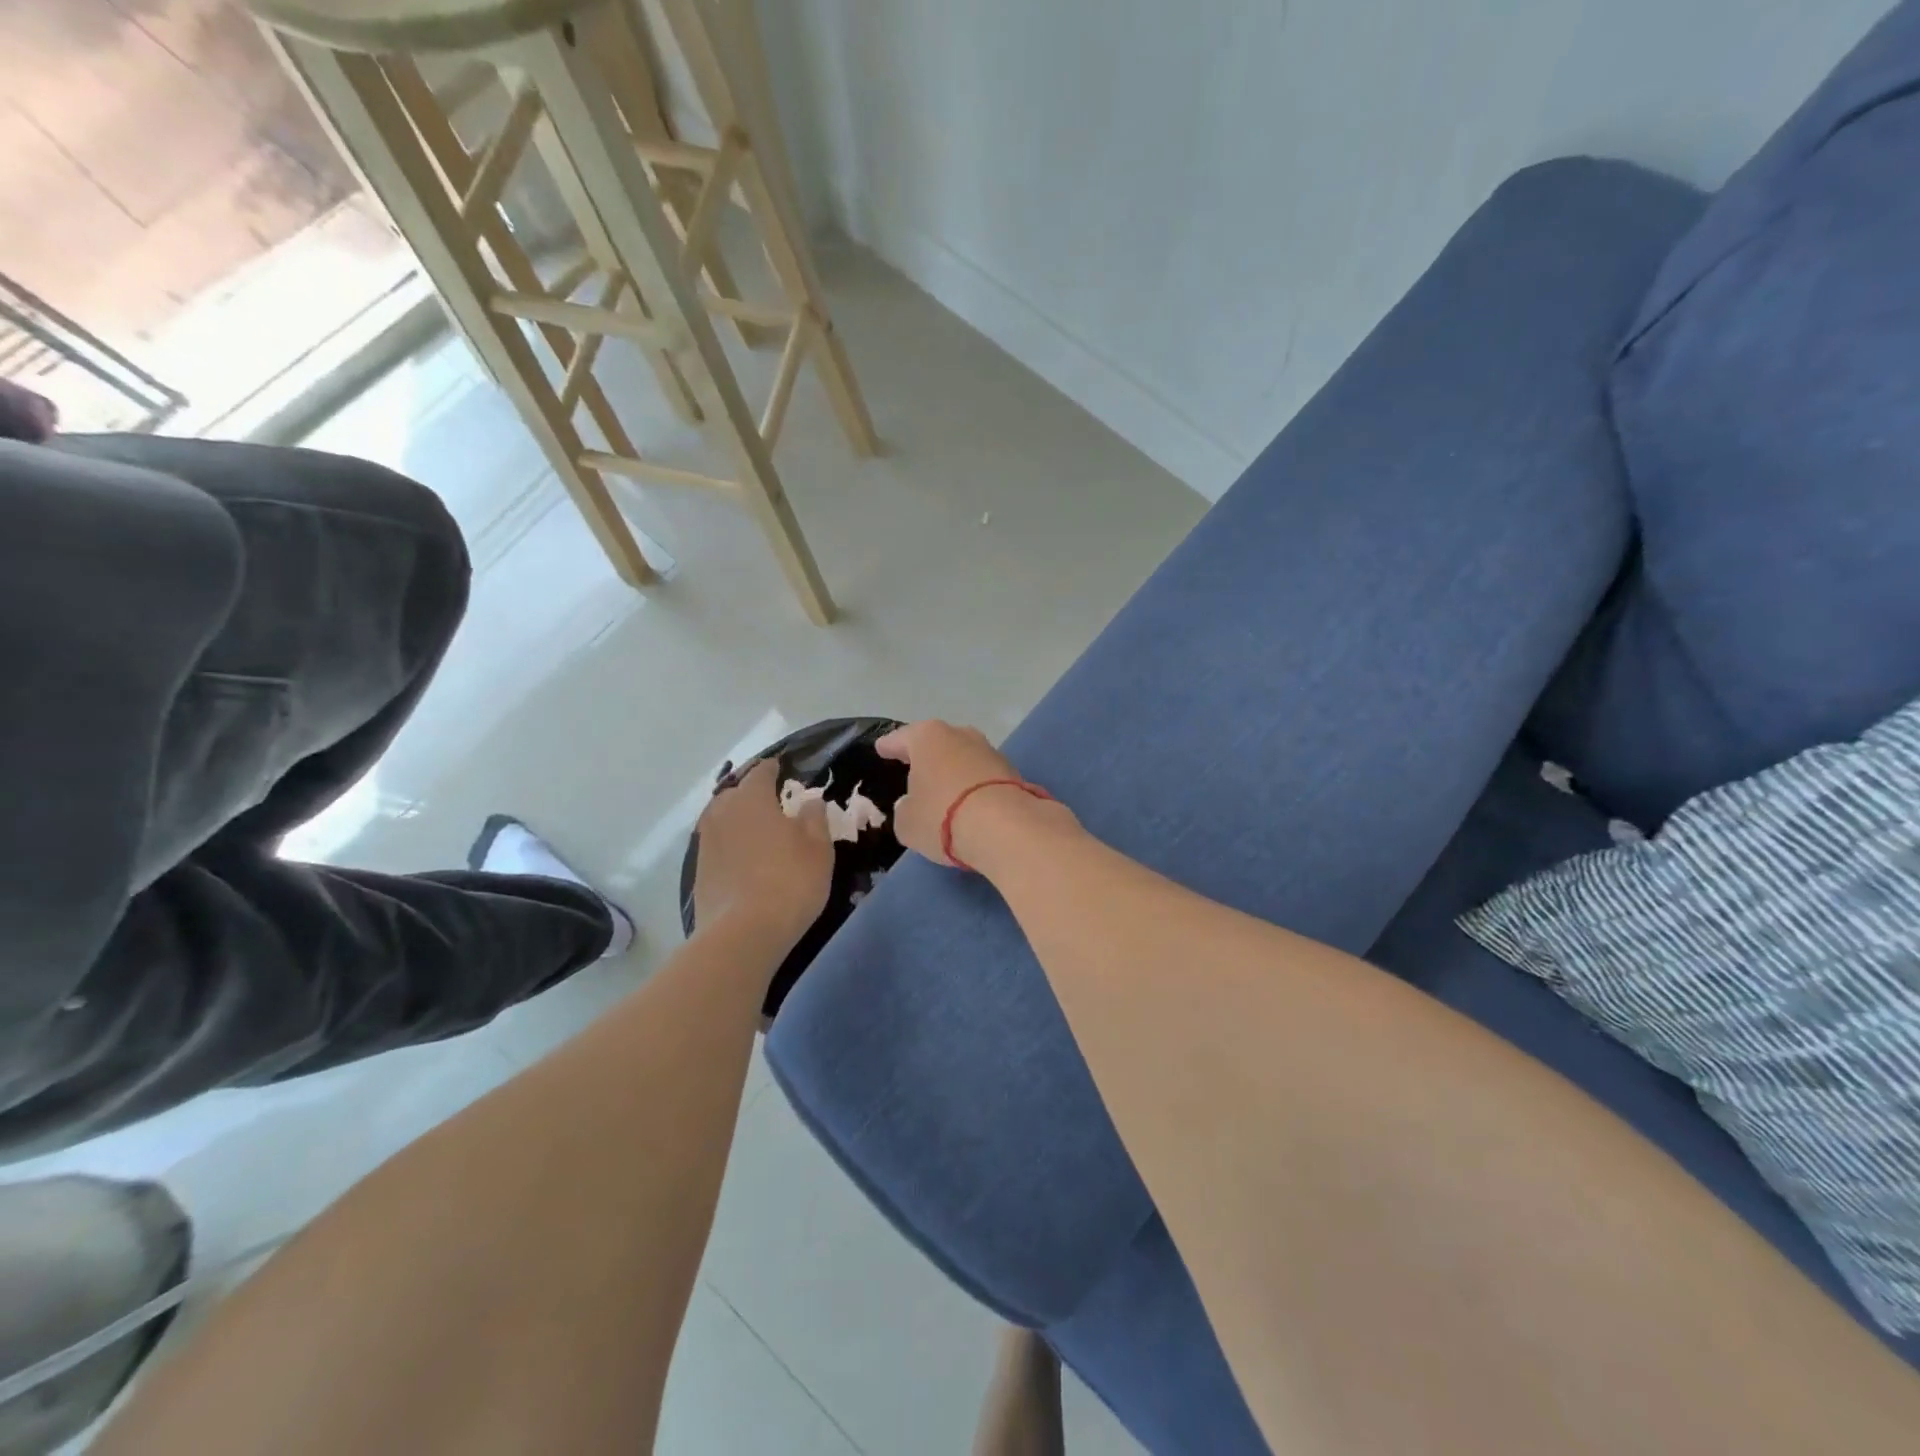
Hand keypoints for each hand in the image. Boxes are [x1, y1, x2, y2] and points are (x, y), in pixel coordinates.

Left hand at [694, 758, 833, 950]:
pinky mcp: (699, 870)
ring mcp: (706, 842)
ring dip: (738, 818)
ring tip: (757, 828)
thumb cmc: (790, 881)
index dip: (772, 768)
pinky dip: (730, 843)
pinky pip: (717, 844)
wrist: (743, 933)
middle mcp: (722, 812)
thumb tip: (810, 802)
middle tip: (771, 800)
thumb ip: (814, 818)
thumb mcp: (818, 848)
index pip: (760, 772)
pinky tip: (744, 857)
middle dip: (752, 792)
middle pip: (735, 792)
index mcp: (752, 798)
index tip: (782, 769)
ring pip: (722, 818)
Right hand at [876, 720, 1073, 868]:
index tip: (882, 748)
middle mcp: (960, 735)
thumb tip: (912, 804)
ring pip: (963, 757)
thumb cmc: (943, 816)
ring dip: (954, 769)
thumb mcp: (907, 822)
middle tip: (914, 766)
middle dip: (927, 754)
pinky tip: (969, 801)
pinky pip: (983, 776)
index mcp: (927, 738)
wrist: (1005, 827)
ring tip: (944, 787)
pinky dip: (974, 785)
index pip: (901, 739)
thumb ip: (905, 809)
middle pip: (937, 742)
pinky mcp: (1012, 772)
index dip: (889, 746)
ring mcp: (990, 751)